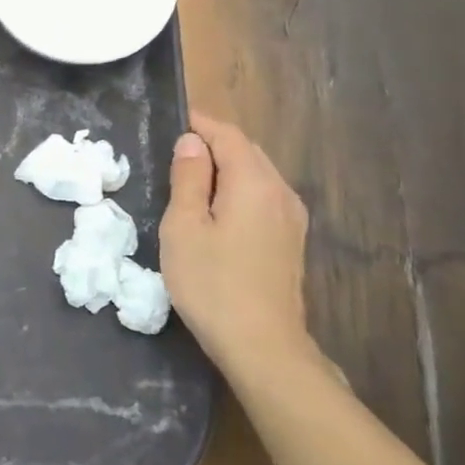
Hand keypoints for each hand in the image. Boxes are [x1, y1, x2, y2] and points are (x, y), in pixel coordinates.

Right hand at [158, 111, 315, 375]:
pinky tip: (216, 210)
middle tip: (175, 150)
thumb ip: (189, 178)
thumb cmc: (212, 282)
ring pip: (257, 175)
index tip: (173, 119)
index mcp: (254, 182)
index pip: (228, 135)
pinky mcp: (291, 242)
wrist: (262, 345)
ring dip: (226, 168)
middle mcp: (281, 192)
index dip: (200, 123)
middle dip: (214, 144)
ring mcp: (291, 219)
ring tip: (191, 178)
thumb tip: (192, 142)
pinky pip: (263, 198)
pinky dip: (238, 190)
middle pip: (247, 152)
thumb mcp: (184, 226)